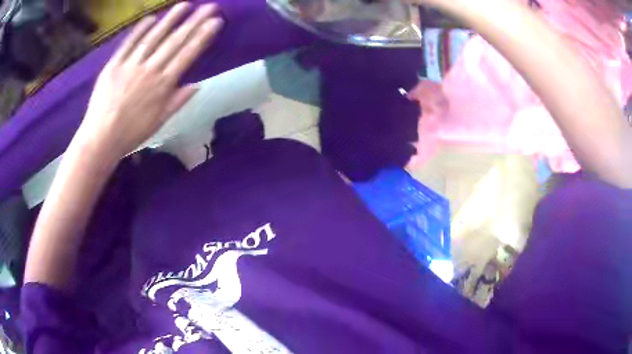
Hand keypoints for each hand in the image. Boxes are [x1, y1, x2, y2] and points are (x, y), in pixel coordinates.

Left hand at [76, 3, 222, 161]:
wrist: (100, 139)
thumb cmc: (131, 134)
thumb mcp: (158, 122)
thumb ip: (177, 101)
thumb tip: (197, 85)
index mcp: (163, 86)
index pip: (187, 55)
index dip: (202, 36)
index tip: (215, 22)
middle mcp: (150, 70)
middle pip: (174, 42)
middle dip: (194, 22)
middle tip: (209, 6)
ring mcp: (131, 65)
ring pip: (153, 38)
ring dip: (170, 20)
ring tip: (185, 5)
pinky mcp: (114, 65)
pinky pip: (128, 44)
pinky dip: (139, 30)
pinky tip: (151, 18)